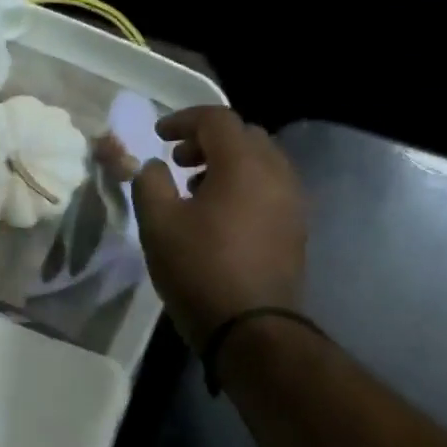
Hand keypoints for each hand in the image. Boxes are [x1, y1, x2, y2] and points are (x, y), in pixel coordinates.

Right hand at [132, 107, 307, 346]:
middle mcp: (276, 173)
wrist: (251, 328)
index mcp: (244, 164)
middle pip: (244, 136)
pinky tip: (221, 215)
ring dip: (228, 164)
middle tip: (178, 161)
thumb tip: (155, 167)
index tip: (158, 136)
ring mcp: (293, 201)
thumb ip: (150, 183)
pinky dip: (245, 186)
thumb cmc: (200, 269)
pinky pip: (270, 188)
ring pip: (261, 162)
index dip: (183, 120)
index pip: (216, 119)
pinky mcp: (296, 228)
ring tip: (197, 189)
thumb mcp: (158, 223)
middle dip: (208, 140)